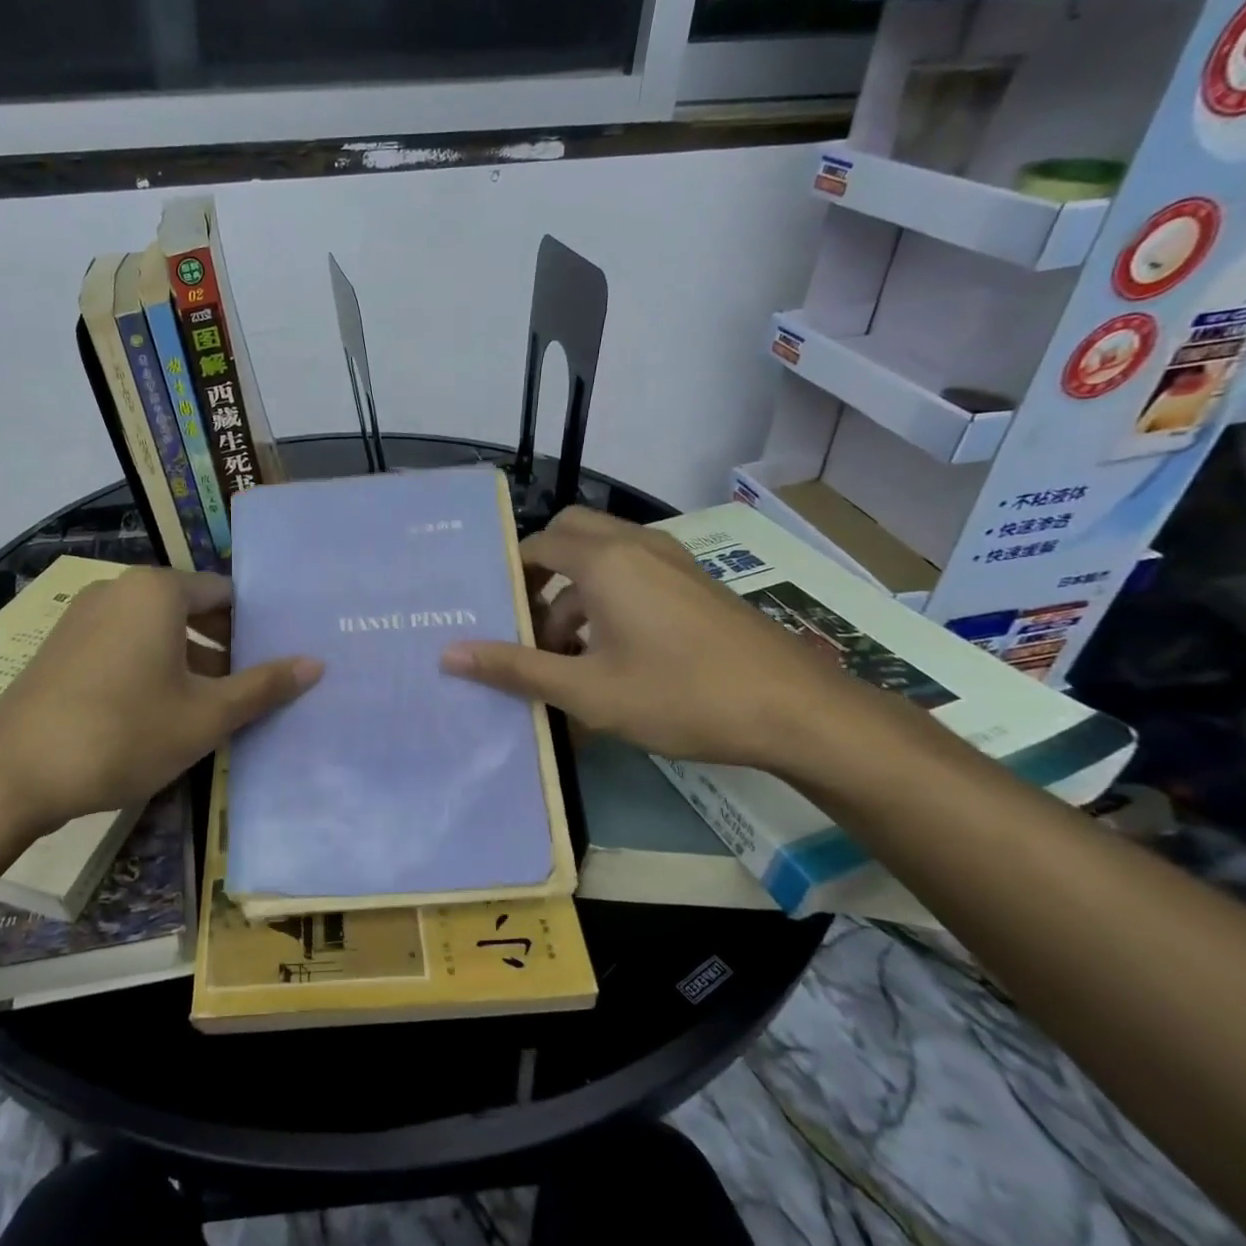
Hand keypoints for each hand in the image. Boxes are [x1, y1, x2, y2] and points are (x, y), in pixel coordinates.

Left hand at [0, 568, 321, 833]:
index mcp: (157, 590)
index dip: (254, 628)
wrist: (11, 775)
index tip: (273, 662)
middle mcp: (118, 589)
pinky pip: (121, 645)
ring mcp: (83, 616)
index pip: (224, 594)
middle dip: (222, 648)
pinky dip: (149, 668)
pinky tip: (156, 714)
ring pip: (154, 630)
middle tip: (248, 690)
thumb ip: (263, 687)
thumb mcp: (205, 716)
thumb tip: (316, 663)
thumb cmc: (123, 734)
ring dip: (187, 662)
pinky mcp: (60, 647)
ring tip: (209, 708)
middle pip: (189, 609)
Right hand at [439, 506, 869, 770]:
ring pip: (604, 556)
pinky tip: (612, 654)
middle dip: (542, 571)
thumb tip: (449, 654)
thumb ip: (515, 668)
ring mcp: (672, 561)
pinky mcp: (695, 583)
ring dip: (575, 592)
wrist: (796, 711)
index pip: (538, 544)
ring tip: (564, 654)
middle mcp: (636, 545)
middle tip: (526, 620)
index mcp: (604, 560)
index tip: (494, 614)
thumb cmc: (680, 695)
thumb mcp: (587, 691)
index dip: (510, 575)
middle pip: (570, 534)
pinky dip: (608, 597)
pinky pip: (634, 572)